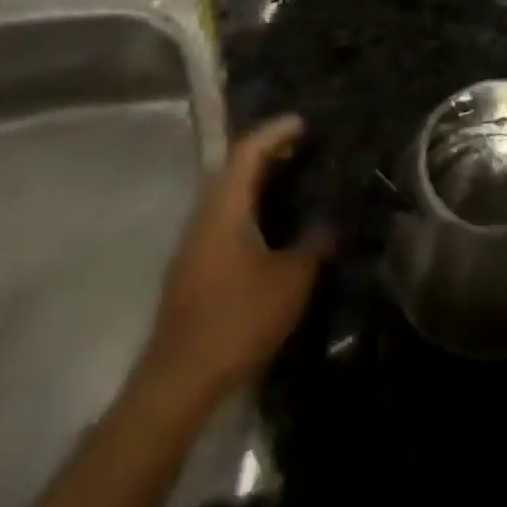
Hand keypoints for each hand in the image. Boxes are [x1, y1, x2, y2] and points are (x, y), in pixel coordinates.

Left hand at [139, 116, 329, 402]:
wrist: (177, 383)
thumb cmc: (237, 320)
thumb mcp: (291, 280)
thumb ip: (314, 245)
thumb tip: (329, 223)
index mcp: (225, 210)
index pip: (247, 152)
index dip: (275, 132)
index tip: (303, 123)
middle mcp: (203, 218)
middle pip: (232, 170)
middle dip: (266, 154)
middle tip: (302, 149)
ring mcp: (192, 245)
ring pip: (225, 197)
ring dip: (255, 183)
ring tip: (292, 182)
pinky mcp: (191, 270)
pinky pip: (222, 220)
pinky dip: (247, 208)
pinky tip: (271, 227)